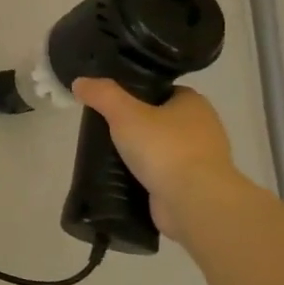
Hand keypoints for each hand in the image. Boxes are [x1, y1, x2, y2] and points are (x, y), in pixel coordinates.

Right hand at [71, 79, 238, 243]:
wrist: (194, 202)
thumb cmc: (164, 148)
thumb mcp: (125, 113)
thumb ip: (102, 95)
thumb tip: (80, 82)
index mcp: (194, 104)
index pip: (163, 91)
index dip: (138, 94)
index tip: (112, 102)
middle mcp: (203, 129)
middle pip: (161, 120)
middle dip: (135, 125)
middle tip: (104, 129)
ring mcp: (199, 160)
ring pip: (161, 149)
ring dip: (139, 153)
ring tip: (107, 155)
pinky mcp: (192, 187)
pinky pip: (162, 175)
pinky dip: (145, 176)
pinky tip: (122, 178)